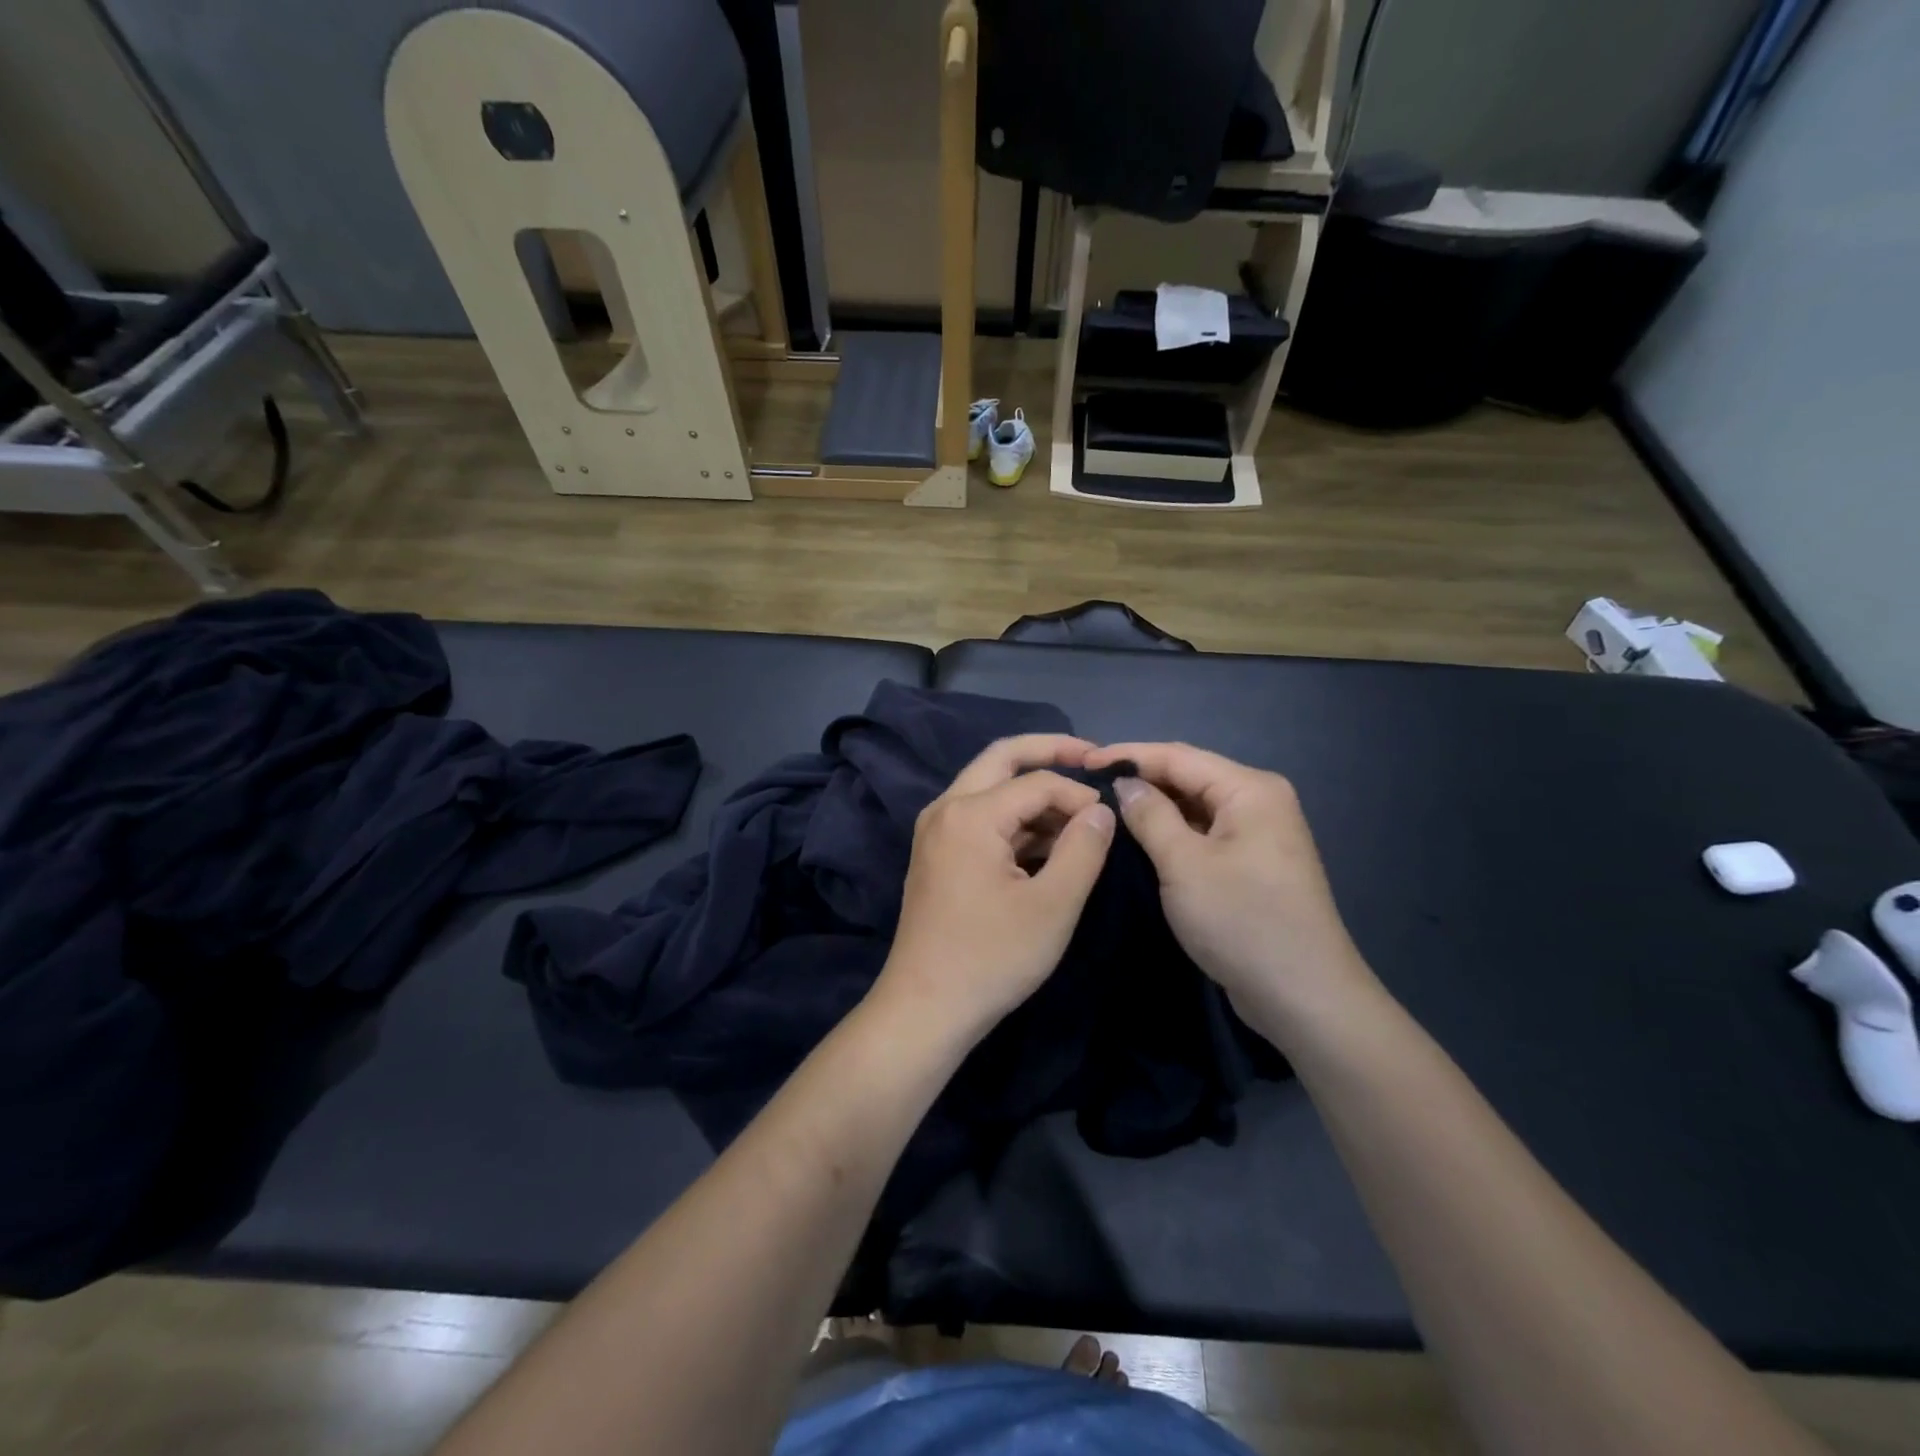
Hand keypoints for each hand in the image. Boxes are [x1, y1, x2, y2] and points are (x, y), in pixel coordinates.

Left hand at [876, 734, 1116, 1046]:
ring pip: (989, 787)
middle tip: (1091, 758)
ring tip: (1078, 816)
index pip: (1037, 781)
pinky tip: (1047, 844)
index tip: (1111, 820)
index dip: (1079, 793)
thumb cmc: (992, 957)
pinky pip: (980, 817)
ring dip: (1032, 793)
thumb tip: (1101, 809)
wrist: (925, 1007)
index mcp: (970, 813)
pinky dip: (1014, 820)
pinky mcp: (937, 853)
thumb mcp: (1053, 905)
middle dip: (1048, 754)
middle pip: (1001, 759)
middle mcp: (945, 808)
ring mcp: (936, 830)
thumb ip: (1083, 848)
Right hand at [1083, 741, 1377, 1032]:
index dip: (1128, 755)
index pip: (1178, 756)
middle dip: (1140, 779)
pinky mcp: (1252, 864)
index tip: (1081, 763)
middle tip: (1087, 787)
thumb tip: (1125, 783)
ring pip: (1194, 807)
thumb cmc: (1242, 921)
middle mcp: (1259, 801)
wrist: (1303, 997)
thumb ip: (1150, 815)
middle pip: (1189, 777)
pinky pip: (1203, 834)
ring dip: (1153, 807)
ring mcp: (1258, 834)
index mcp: (1250, 789)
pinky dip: (1171, 833)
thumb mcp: (1185, 864)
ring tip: (1104, 810)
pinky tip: (1139, 841)